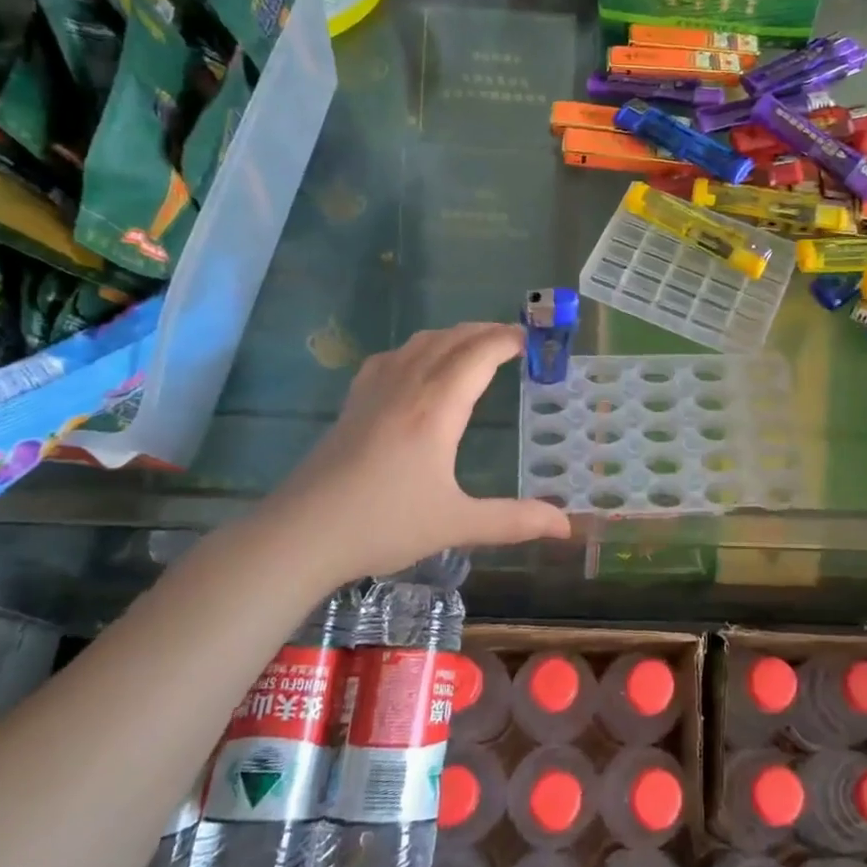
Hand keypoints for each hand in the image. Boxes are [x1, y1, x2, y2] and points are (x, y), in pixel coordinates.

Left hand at [256, 323, 570, 583]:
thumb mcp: (456, 524)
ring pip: (419, 343)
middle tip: (514, 339)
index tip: (532, 340)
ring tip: (474, 346)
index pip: (478, 355)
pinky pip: (391, 357)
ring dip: (453, 335)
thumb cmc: (383, 524)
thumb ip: (514, 520)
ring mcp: (374, 391)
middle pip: (451, 340)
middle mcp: (407, 387)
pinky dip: (417, 348)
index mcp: (436, 408)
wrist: (301, 534)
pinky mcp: (353, 403)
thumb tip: (565, 527)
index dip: (507, 341)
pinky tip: (416, 364)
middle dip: (485, 332)